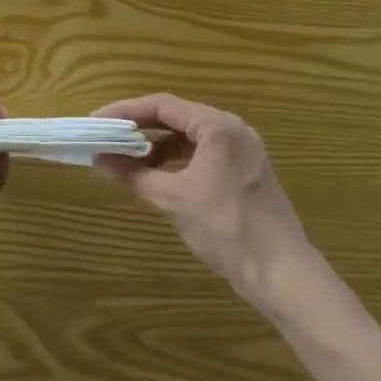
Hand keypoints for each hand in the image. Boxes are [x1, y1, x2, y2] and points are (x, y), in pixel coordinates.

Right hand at [94, 94, 324, 310]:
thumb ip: (133, 175)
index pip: (162, 105)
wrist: (284, 276)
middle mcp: (232, 130)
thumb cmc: (227, 229)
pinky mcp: (244, 173)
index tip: (96, 122)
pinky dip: (176, 161)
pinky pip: (201, 154)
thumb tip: (98, 159)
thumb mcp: (173, 200)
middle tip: (107, 136)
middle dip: (139, 127)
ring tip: (126, 158)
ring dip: (156, 145)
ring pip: (188, 137)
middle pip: (175, 117)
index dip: (125, 112)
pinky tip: (156, 176)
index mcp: (218, 126)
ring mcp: (241, 151)